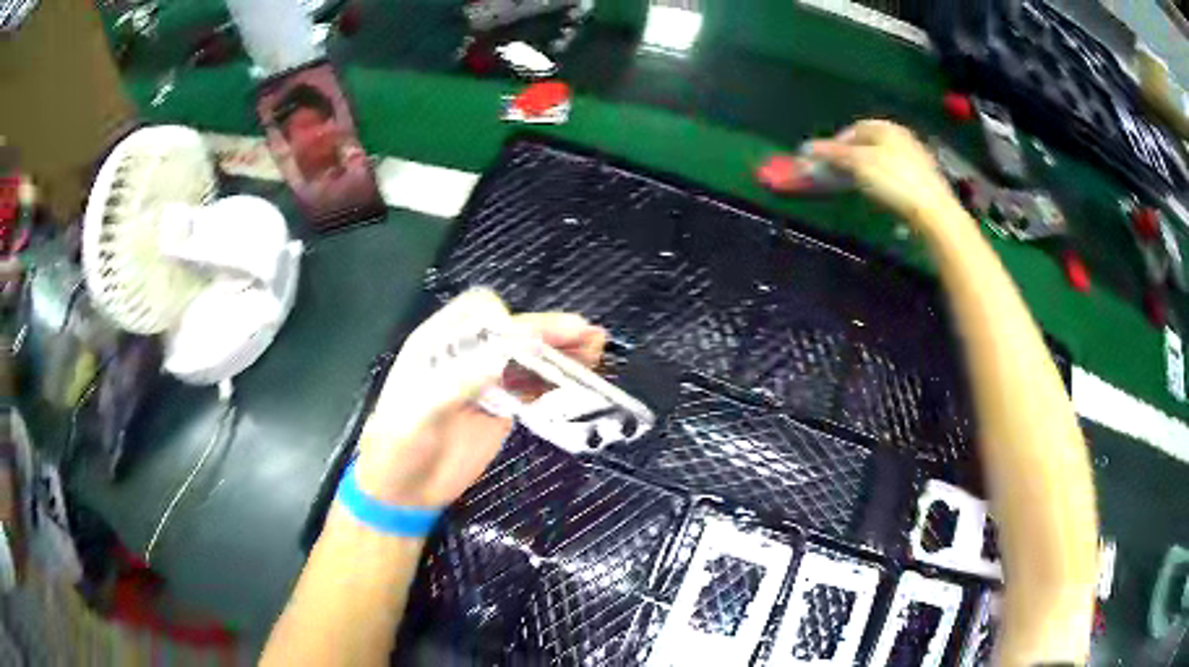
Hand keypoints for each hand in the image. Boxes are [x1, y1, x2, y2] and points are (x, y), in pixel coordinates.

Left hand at [353, 289, 605, 507]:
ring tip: (595, 349)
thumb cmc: (397, 448)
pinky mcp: (501, 409)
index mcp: (437, 344)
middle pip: (511, 331)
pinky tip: (581, 378)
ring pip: (527, 357)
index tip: (526, 341)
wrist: (402, 492)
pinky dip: (557, 381)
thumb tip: (501, 358)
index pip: (477, 312)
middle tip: (584, 334)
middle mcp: (465, 356)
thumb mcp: (418, 414)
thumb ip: (456, 384)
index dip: (505, 319)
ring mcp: (486, 383)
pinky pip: (533, 388)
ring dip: (560, 351)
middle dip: (547, 330)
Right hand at [806, 120, 960, 226]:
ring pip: (883, 158)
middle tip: (840, 175)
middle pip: (869, 143)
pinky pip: (896, 173)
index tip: (825, 162)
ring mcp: (916, 157)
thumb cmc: (893, 181)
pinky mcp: (924, 179)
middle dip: (852, 156)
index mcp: (886, 127)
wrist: (933, 212)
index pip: (855, 128)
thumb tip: (806, 148)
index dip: (836, 143)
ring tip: (858, 187)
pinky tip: (882, 195)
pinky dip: (884, 180)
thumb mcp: (858, 164)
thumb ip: (833, 154)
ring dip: (867, 169)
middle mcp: (902, 136)